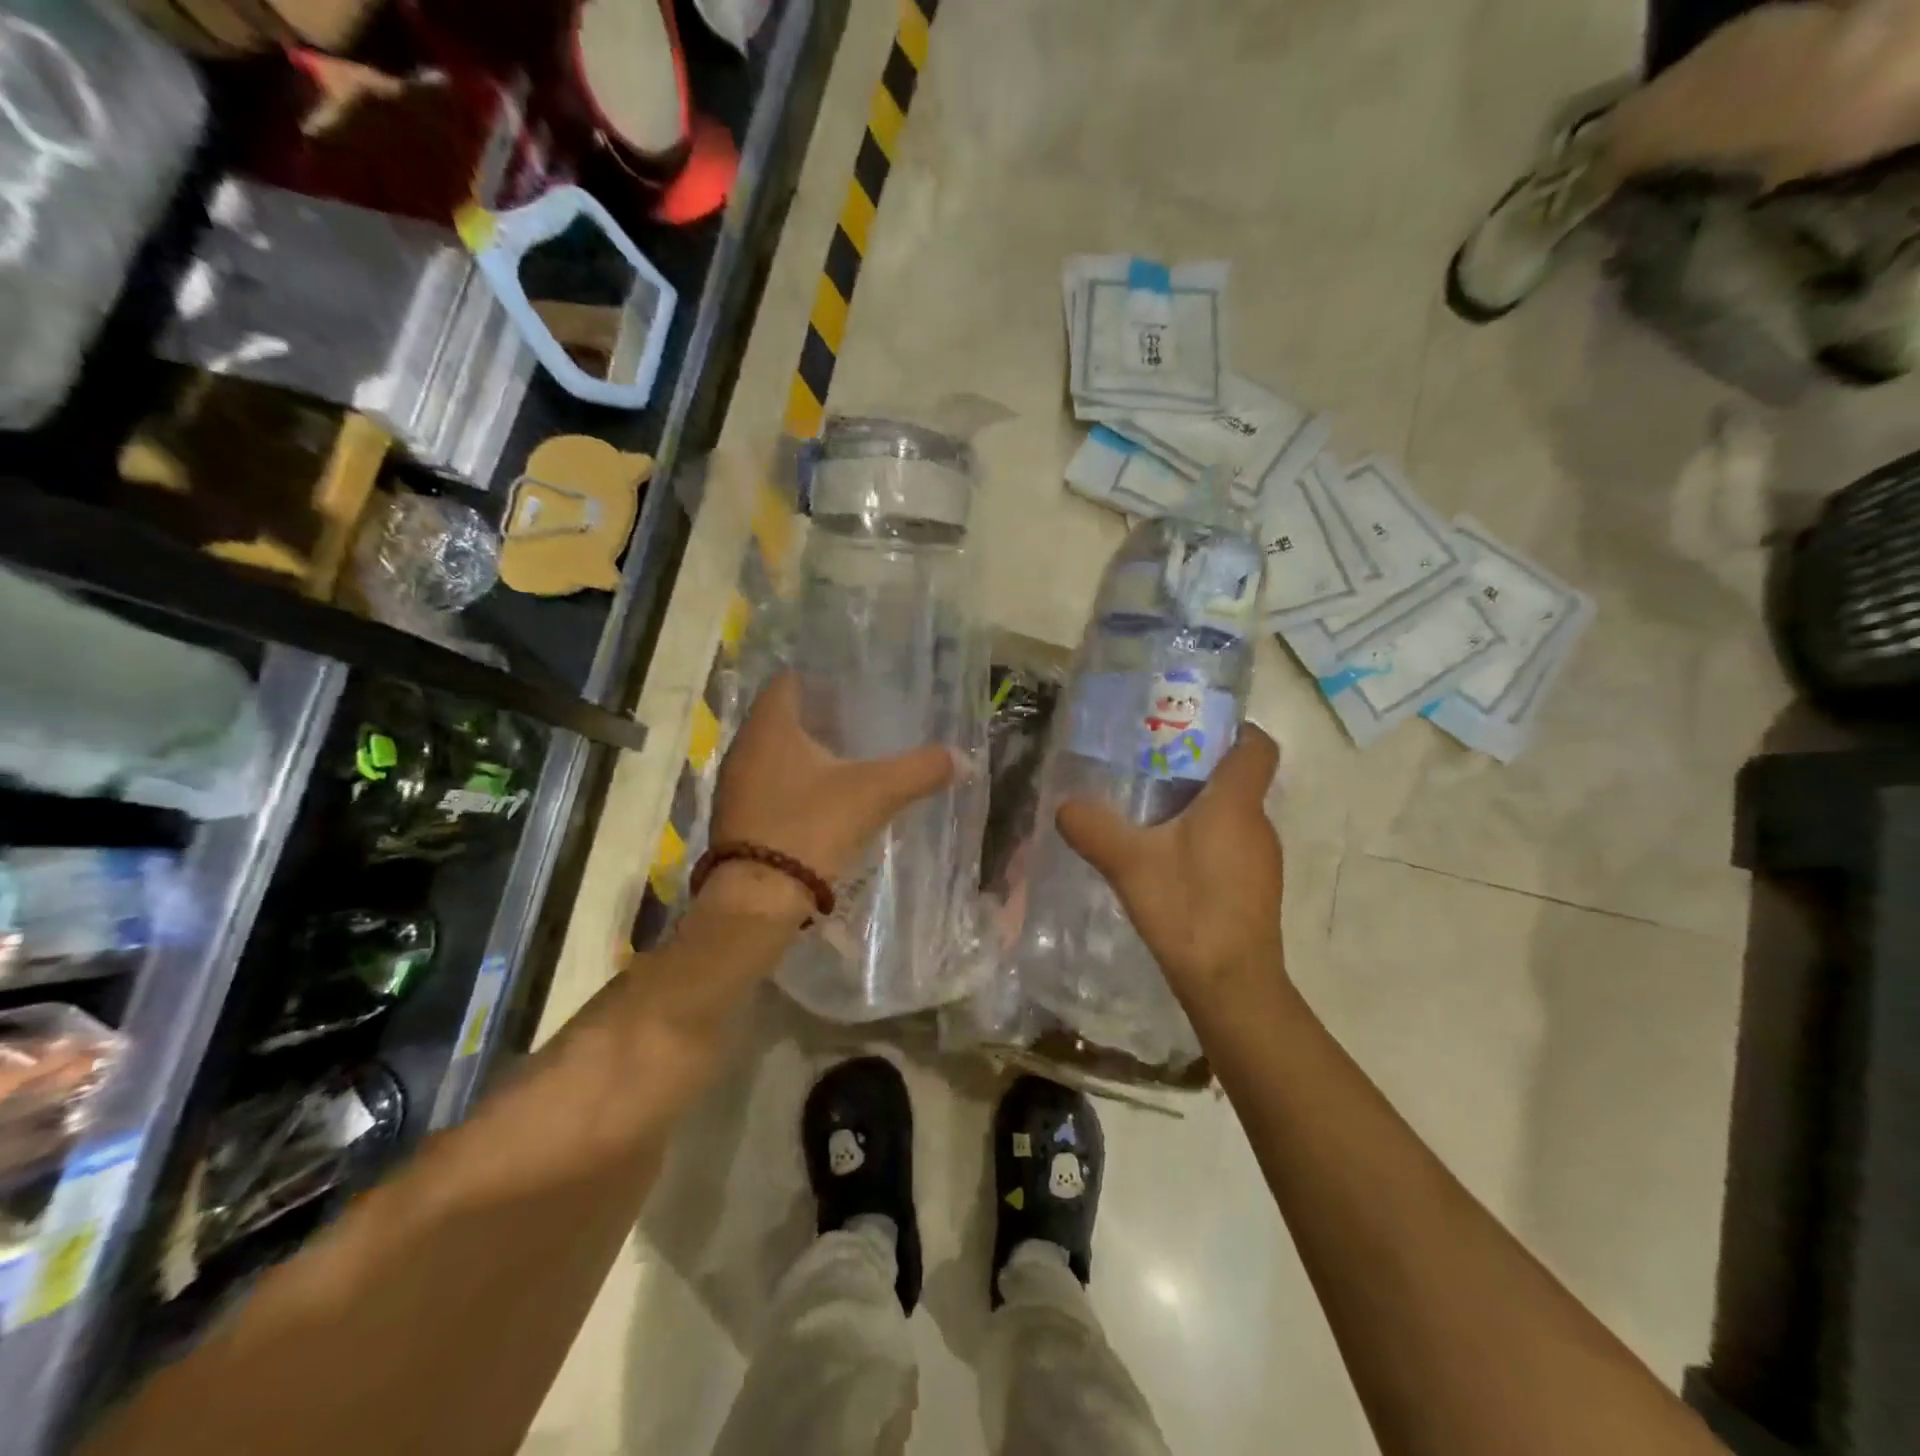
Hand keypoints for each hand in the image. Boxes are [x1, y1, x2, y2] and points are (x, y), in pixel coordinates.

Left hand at [703, 672, 955, 918]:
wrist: (758, 899)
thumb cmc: (811, 826)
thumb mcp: (875, 793)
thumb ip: (919, 770)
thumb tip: (964, 758)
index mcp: (771, 725)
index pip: (790, 679)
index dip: (822, 677)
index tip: (855, 685)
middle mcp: (745, 746)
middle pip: (784, 715)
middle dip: (820, 715)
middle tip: (862, 719)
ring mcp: (736, 784)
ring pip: (775, 752)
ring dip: (807, 752)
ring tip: (849, 757)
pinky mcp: (737, 817)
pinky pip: (769, 783)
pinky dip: (795, 782)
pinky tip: (826, 797)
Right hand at [1056, 724, 1285, 1006]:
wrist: (1232, 985)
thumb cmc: (1188, 910)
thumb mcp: (1129, 864)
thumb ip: (1094, 829)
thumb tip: (1064, 806)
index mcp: (1236, 803)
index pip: (1257, 745)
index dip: (1234, 729)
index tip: (1194, 727)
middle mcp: (1258, 823)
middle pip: (1238, 778)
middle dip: (1199, 766)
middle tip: (1151, 766)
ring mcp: (1262, 859)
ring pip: (1234, 813)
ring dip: (1200, 806)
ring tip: (1151, 812)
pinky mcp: (1255, 887)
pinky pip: (1232, 844)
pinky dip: (1205, 839)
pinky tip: (1168, 860)